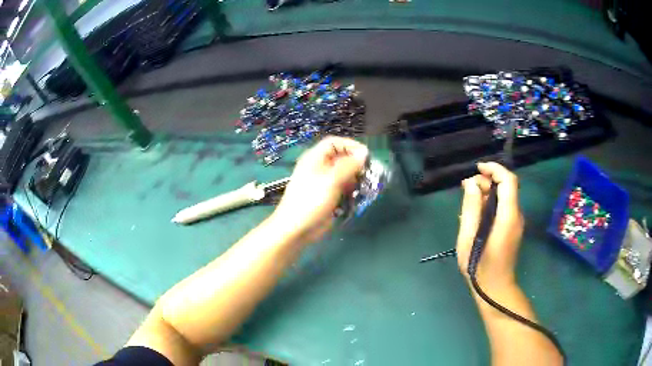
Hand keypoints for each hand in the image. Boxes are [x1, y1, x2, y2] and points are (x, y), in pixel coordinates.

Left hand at [272, 136, 368, 243]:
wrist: (296, 229)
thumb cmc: (311, 201)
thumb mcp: (331, 180)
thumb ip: (348, 165)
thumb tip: (363, 153)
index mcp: (315, 158)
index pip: (334, 143)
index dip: (350, 145)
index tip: (366, 154)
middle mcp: (319, 168)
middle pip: (341, 158)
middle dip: (356, 164)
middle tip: (369, 172)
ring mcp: (324, 183)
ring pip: (344, 175)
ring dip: (356, 178)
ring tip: (366, 185)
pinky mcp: (328, 197)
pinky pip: (343, 189)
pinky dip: (352, 190)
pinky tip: (358, 196)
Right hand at [456, 162, 523, 287]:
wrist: (495, 290)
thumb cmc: (479, 267)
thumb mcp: (468, 238)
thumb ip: (471, 209)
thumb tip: (472, 184)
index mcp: (508, 216)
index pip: (508, 181)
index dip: (494, 169)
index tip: (477, 168)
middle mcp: (516, 215)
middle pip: (507, 187)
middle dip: (488, 181)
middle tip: (467, 189)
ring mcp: (516, 223)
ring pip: (505, 197)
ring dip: (488, 193)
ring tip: (469, 202)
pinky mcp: (513, 228)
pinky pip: (503, 208)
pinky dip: (491, 203)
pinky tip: (476, 215)